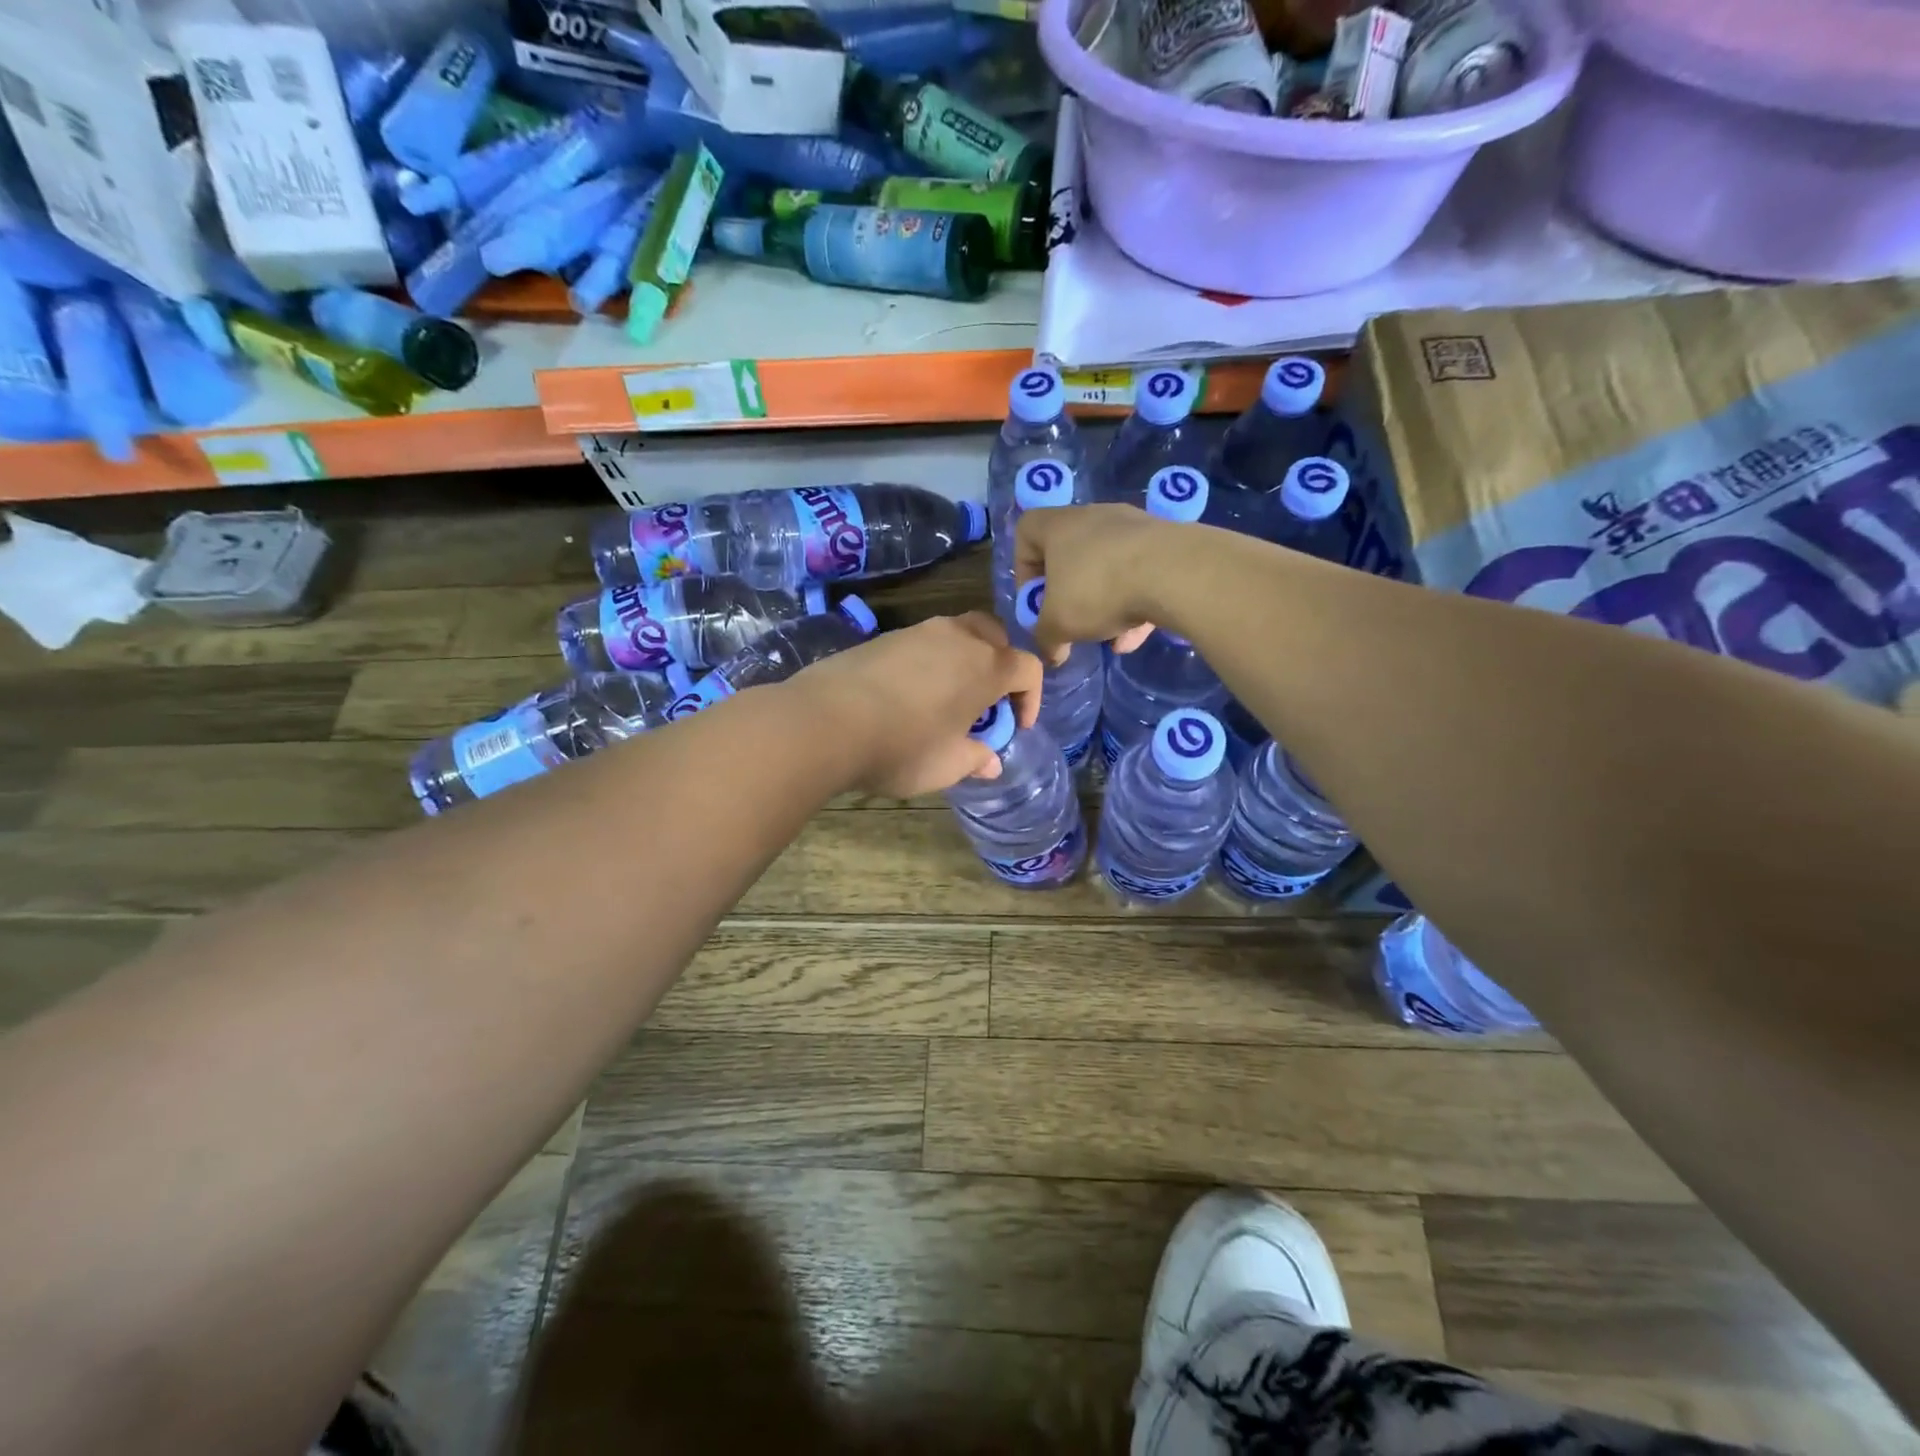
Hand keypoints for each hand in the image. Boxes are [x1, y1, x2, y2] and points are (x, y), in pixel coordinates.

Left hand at [788, 613, 1044, 796]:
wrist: (826, 721)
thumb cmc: (902, 747)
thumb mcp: (947, 766)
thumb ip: (976, 759)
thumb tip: (990, 761)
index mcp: (986, 666)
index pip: (1028, 668)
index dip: (1031, 698)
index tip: (1016, 726)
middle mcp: (958, 638)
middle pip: (996, 636)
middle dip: (1001, 666)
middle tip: (987, 701)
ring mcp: (919, 631)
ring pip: (958, 634)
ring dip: (965, 660)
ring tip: (949, 698)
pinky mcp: (886, 637)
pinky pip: (924, 642)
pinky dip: (932, 662)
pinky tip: (912, 694)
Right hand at [1014, 504, 1164, 663]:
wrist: (1174, 573)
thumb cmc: (1098, 589)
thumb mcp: (1059, 625)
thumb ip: (1046, 639)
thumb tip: (1051, 654)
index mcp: (1059, 526)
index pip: (1026, 531)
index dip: (1024, 567)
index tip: (1036, 598)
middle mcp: (1094, 518)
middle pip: (1071, 554)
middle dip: (1070, 593)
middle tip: (1073, 620)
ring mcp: (1133, 527)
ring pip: (1108, 568)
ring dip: (1105, 604)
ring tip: (1111, 638)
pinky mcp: (1165, 542)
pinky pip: (1141, 574)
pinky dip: (1135, 602)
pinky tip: (1137, 636)